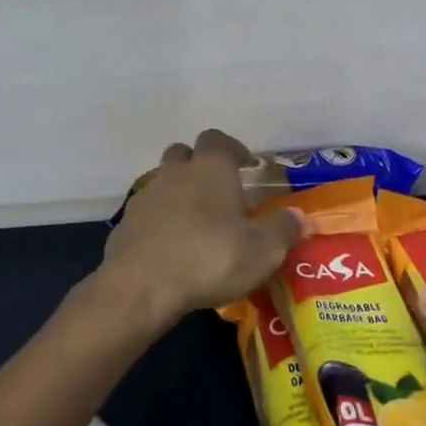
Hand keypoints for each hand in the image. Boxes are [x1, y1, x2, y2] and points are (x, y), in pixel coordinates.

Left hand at [98, 131, 301, 328]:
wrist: (141, 286)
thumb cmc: (210, 257)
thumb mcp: (262, 250)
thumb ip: (283, 229)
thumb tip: (299, 217)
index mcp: (210, 168)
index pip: (218, 139)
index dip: (233, 148)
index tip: (246, 165)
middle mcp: (176, 172)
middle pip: (184, 153)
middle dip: (199, 165)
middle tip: (218, 191)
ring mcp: (146, 197)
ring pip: (163, 182)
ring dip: (178, 193)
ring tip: (196, 223)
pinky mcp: (125, 225)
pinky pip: (147, 214)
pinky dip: (159, 223)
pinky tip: (171, 248)